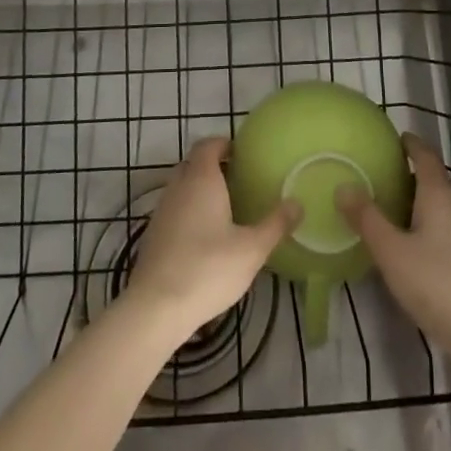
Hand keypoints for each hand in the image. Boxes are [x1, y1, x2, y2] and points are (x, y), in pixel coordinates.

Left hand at [128, 138, 300, 333]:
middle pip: (193, 164)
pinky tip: (204, 238)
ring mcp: (161, 210)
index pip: (207, 145)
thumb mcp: (251, 249)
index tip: (241, 154)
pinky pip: (174, 210)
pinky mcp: (153, 235)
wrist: (156, 307)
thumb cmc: (208, 268)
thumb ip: (275, 224)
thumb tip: (297, 203)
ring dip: (200, 191)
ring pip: (181, 188)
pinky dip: (188, 213)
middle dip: (213, 167)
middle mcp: (178, 187)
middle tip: (238, 182)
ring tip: (225, 210)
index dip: (223, 144)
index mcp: (201, 179)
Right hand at [338, 134, 450, 362]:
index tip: (399, 138)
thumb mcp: (391, 252)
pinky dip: (435, 233)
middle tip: (387, 180)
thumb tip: (344, 186)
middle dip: (414, 179)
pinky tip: (420, 254)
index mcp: (440, 196)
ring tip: (398, 217)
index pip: (426, 157)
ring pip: (446, 211)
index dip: (412, 145)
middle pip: (437, 183)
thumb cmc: (437, 283)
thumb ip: (367, 219)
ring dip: (424, 208)